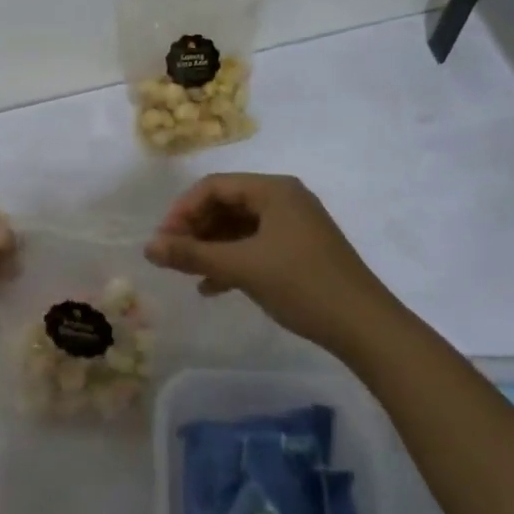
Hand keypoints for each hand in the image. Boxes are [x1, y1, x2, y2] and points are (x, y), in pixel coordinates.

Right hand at [145, 173, 389, 357]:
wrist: (366, 327)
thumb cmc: (302, 285)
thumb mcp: (242, 268)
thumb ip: (192, 255)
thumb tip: (147, 248)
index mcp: (274, 190)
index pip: (214, 186)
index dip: (183, 210)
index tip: (163, 241)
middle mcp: (284, 199)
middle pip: (226, 204)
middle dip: (195, 230)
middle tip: (171, 257)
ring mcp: (294, 226)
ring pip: (239, 228)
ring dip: (211, 247)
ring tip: (187, 273)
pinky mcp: (299, 251)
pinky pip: (254, 246)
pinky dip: (232, 261)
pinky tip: (212, 287)